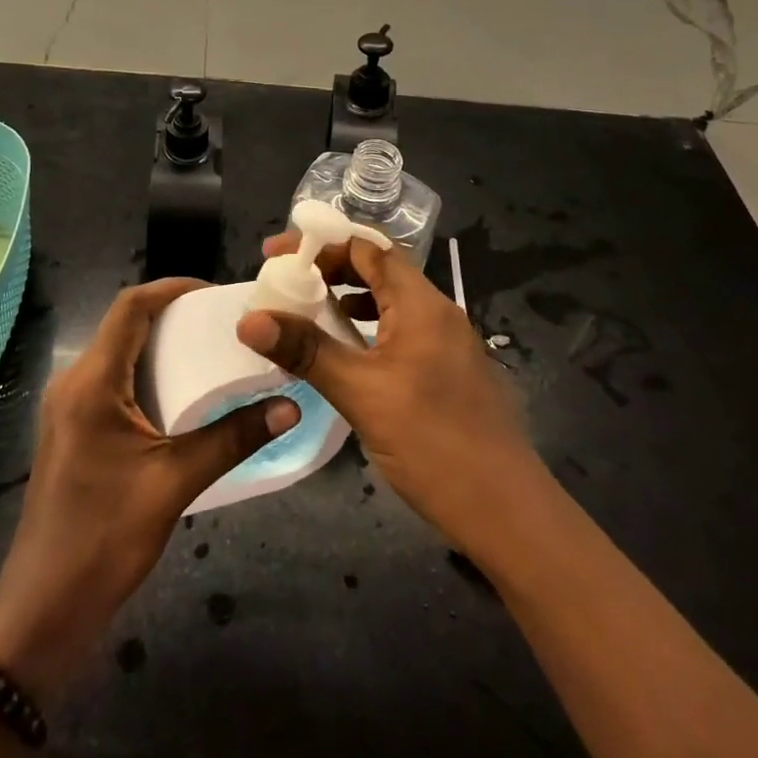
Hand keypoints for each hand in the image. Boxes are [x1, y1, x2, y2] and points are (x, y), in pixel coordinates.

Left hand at [0, 278, 299, 701]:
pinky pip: (111, 382)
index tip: (216, 292)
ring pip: (117, 354)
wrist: (44, 608)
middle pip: (123, 326)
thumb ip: (232, 439)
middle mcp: (73, 383)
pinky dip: (146, 374)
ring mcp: (68, 408)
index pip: (129, 307)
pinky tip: (181, 395)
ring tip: (211, 351)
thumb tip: (290, 406)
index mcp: (91, 382)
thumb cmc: (105, 538)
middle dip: (172, 315)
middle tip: (223, 323)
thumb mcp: (174, 483)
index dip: (171, 289)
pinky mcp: (72, 430)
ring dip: (160, 345)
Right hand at [236, 235, 545, 563]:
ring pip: (389, 302)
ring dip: (347, 300)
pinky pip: (399, 331)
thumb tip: (249, 320)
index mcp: (421, 304)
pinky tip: (344, 354)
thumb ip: (307, 351)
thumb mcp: (361, 393)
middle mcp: (437, 313)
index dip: (320, 244)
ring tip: (305, 313)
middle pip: (378, 270)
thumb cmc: (434, 443)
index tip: (277, 254)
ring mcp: (446, 343)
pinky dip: (366, 329)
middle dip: (330, 269)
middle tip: (285, 283)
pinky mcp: (447, 371)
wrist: (507, 513)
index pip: (367, 248)